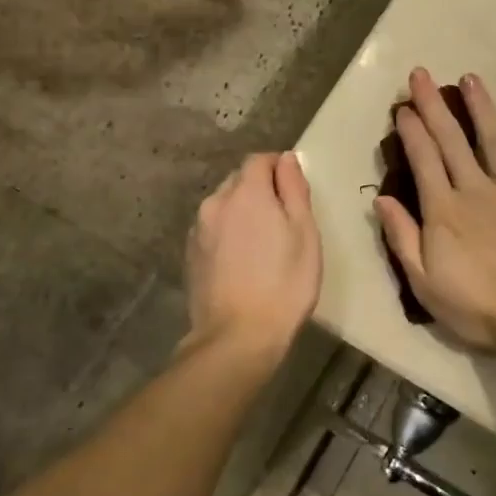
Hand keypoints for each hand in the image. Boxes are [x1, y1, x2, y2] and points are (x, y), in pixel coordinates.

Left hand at [185, 152, 321, 368]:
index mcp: (246, 193)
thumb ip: (294, 189)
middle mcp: (216, 203)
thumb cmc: (284, 282)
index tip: (294, 188)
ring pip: (223, 205)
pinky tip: (242, 259)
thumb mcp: (304, 232)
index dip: (279, 167)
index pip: (259, 160)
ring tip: (262, 242)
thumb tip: (287, 158)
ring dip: (242, 211)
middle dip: (260, 188)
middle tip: (283, 218)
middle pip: (239, 180)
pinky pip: (213, 229)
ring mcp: (198, 230)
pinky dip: (228, 232)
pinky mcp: (190, 254)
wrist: (238, 336)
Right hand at [375, 68, 495, 349]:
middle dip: (433, 105)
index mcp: (443, 210)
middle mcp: (474, 189)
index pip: (423, 159)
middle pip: (451, 140)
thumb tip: (381, 200)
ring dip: (478, 106)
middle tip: (421, 74)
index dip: (411, 131)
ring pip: (492, 138)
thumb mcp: (424, 283)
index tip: (402, 107)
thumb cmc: (475, 306)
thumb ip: (402, 238)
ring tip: (469, 78)